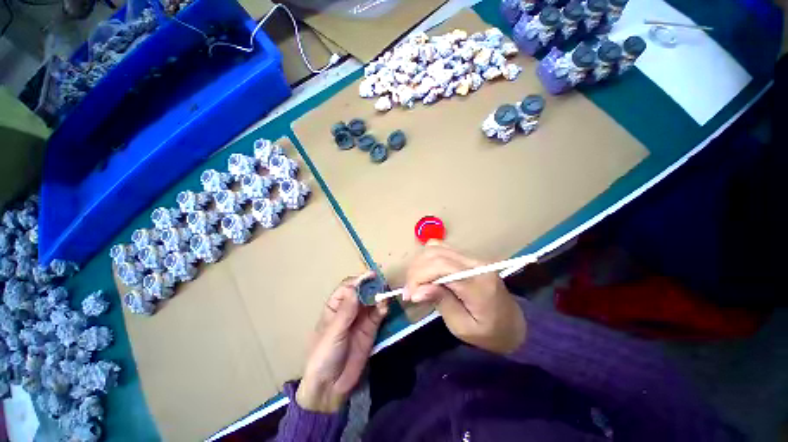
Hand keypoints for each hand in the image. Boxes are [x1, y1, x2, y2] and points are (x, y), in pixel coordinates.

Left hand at [296, 272, 388, 412]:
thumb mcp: (333, 333)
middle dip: (371, 287)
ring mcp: (361, 318)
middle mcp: (349, 309)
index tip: (371, 276)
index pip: (347, 287)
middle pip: (362, 292)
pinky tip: (385, 308)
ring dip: (379, 297)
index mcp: (335, 306)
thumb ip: (346, 312)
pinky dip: (382, 309)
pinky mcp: (370, 328)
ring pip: (371, 301)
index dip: (358, 281)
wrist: (331, 387)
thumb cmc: (324, 356)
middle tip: (382, 284)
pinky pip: (378, 314)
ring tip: (386, 295)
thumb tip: (355, 288)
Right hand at [403, 241, 525, 353]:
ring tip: (416, 283)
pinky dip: (428, 258)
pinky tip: (426, 273)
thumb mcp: (463, 328)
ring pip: (437, 248)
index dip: (419, 276)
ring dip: (420, 263)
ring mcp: (473, 257)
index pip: (441, 267)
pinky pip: (442, 248)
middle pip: (436, 254)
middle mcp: (476, 264)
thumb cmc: (489, 333)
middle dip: (416, 270)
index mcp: (478, 284)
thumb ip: (441, 303)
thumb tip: (417, 290)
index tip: (409, 295)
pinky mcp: (469, 256)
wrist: (515, 324)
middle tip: (409, 291)